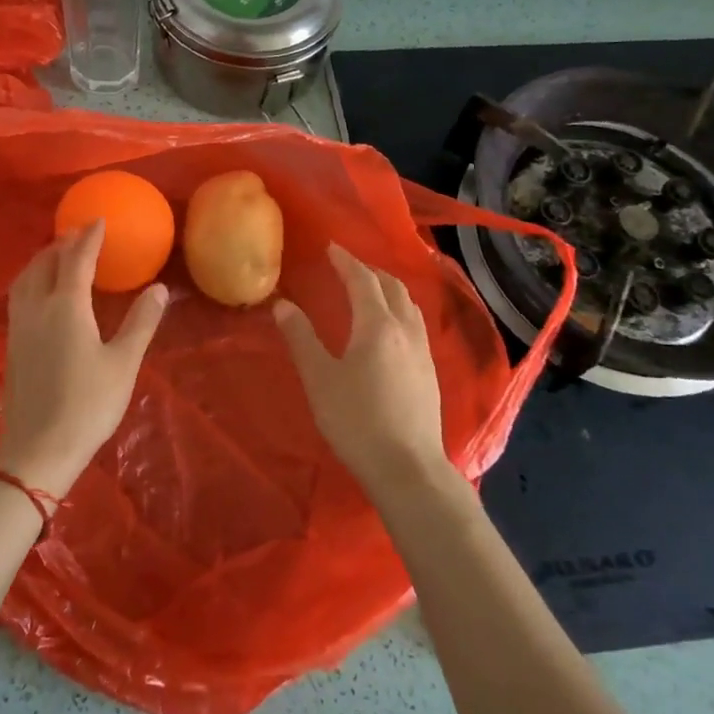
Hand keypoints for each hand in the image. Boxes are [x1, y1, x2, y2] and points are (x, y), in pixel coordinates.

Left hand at [0, 219, 168, 495]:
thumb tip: (158, 289)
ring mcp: (19, 326)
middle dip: (62, 243)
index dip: (89, 237)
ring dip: (43, 259)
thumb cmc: (87, 405)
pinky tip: (43, 293)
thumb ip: (140, 323)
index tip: (99, 220)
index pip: (76, 259)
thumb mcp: (123, 364)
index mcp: (66, 307)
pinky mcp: (12, 345)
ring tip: (59, 255)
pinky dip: (33, 280)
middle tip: (80, 234)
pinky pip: (20, 296)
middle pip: (45, 263)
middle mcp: (37, 308)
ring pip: (26, 278)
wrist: (37, 449)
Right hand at [273, 243, 457, 497]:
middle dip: (369, 270)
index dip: (346, 262)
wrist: (407, 466)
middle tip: (347, 265)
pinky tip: (390, 325)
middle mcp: (405, 329)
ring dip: (388, 287)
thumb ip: (301, 339)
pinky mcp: (430, 370)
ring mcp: (423, 350)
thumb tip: (283, 305)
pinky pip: (415, 322)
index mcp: (377, 326)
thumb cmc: (356, 421)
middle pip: (391, 286)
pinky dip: (399, 308)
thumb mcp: (320, 379)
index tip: (331, 247)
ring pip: (409, 303)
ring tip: (370, 288)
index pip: (362, 281)